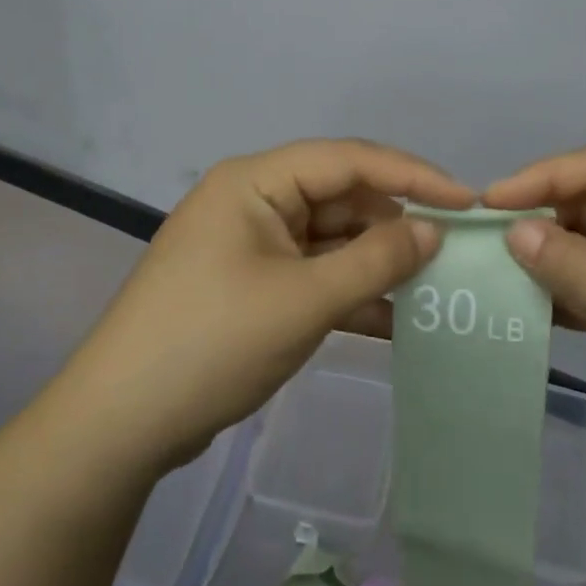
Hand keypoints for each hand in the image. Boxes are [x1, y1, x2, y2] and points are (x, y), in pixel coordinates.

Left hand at [66, 140, 473, 475]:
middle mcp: (254, 202)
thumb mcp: (303, 301)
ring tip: (436, 287)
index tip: (466, 200)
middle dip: (396, 226)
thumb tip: (434, 231)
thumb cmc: (211, 344)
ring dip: (376, 264)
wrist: (118, 426)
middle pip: (341, 198)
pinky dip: (350, 294)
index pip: (348, 159)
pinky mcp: (252, 286)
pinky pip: (313, 275)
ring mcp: (251, 246)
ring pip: (331, 240)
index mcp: (256, 182)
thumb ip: (375, 261)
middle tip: (454, 253)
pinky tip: (396, 321)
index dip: (412, 175)